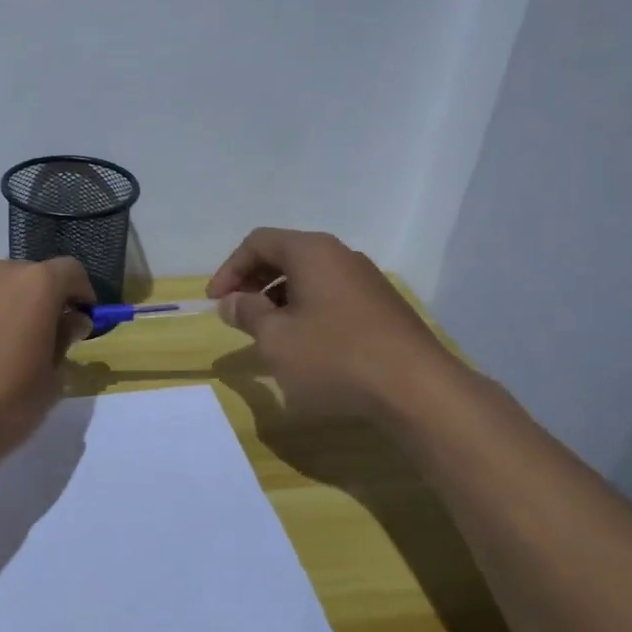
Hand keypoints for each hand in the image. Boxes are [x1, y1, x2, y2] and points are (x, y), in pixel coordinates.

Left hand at [0, 257, 95, 466]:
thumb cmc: (3, 405)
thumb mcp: (51, 380)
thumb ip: (64, 340)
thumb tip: (70, 322)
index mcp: (35, 285)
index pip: (70, 271)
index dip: (81, 293)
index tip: (81, 319)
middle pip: (28, 276)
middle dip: (39, 300)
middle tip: (39, 336)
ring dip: (2, 306)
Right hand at [206, 228, 459, 419]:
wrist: (416, 388)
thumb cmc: (334, 356)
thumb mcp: (275, 339)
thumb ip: (247, 314)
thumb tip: (232, 302)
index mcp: (311, 251)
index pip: (258, 242)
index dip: (229, 269)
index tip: (215, 302)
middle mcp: (340, 256)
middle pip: (285, 255)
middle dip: (253, 282)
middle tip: (236, 314)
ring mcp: (366, 280)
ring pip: (310, 278)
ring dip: (279, 299)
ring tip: (267, 333)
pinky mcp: (382, 307)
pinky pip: (332, 296)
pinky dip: (307, 310)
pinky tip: (305, 345)